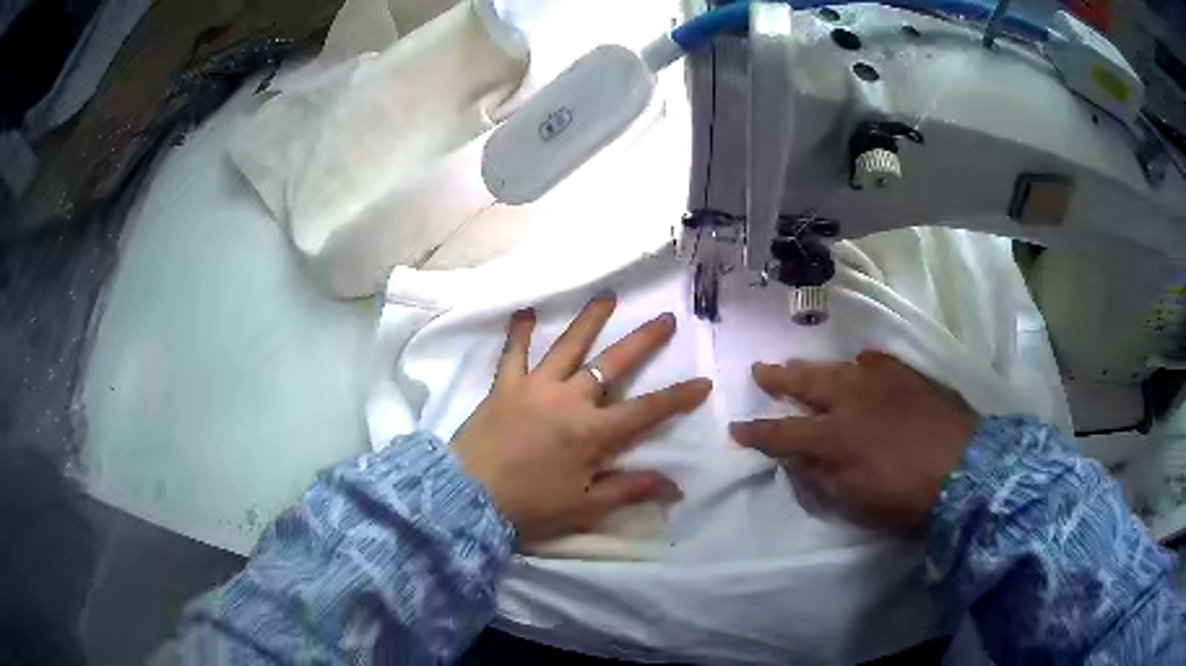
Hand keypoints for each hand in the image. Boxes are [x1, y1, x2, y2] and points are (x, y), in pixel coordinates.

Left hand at [451, 295, 712, 541]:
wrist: (467, 498)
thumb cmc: (529, 506)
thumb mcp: (585, 507)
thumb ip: (630, 490)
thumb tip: (676, 486)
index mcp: (592, 432)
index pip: (647, 411)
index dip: (678, 397)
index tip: (703, 381)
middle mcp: (569, 400)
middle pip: (613, 364)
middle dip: (643, 341)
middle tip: (666, 318)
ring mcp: (534, 387)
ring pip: (567, 346)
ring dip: (589, 320)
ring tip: (607, 296)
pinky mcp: (503, 386)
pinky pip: (512, 353)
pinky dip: (518, 332)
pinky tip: (523, 311)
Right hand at [729, 351, 978, 528]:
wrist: (961, 466)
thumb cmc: (903, 495)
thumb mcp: (853, 500)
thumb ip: (819, 478)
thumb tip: (796, 461)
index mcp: (833, 437)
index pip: (782, 434)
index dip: (756, 433)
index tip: (736, 428)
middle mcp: (849, 400)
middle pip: (805, 384)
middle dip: (778, 379)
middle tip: (760, 370)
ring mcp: (878, 381)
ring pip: (836, 367)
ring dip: (812, 368)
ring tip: (799, 365)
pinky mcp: (903, 374)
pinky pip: (873, 361)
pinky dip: (859, 364)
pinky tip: (858, 365)